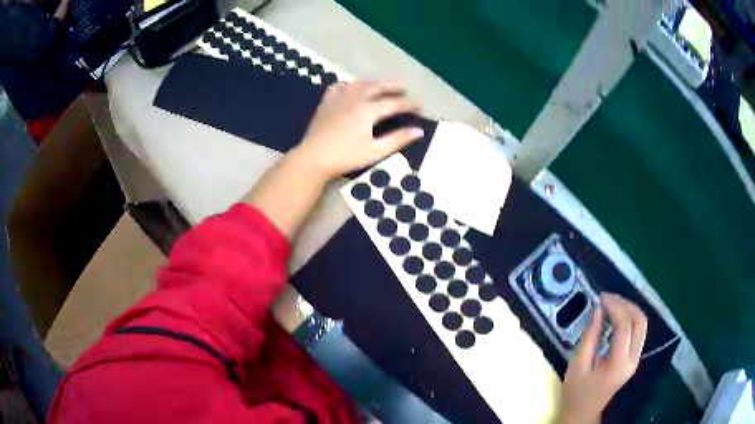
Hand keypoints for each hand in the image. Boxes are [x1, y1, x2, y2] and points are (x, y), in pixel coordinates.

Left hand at [293, 80, 423, 179]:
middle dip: (393, 86)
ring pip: (359, 83)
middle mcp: (355, 98)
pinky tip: (350, 89)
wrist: (313, 158)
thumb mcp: (375, 151)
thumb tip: (419, 131)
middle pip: (377, 86)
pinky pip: (339, 87)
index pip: (394, 103)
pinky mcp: (326, 103)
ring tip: (381, 86)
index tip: (420, 106)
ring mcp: (339, 99)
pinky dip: (349, 85)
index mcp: (368, 110)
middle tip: (404, 89)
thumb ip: (398, 139)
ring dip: (373, 83)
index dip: (409, 104)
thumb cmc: (346, 157)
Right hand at [556, 293, 647, 423]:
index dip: (615, 307)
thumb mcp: (578, 364)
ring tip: (611, 304)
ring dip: (628, 309)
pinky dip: (628, 319)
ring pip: (641, 324)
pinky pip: (637, 331)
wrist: (583, 412)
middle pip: (640, 321)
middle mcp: (633, 359)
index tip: (601, 298)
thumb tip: (598, 309)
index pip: (625, 325)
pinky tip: (614, 317)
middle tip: (607, 299)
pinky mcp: (633, 358)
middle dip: (625, 304)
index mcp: (619, 363)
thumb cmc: (576, 392)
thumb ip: (590, 336)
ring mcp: (636, 359)